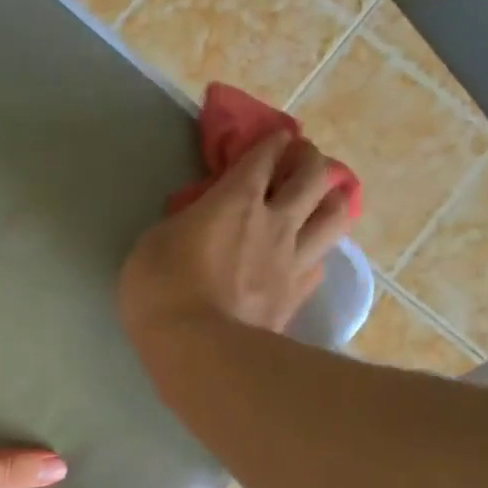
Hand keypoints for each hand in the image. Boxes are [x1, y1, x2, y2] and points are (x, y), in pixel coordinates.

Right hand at [119, 132, 356, 344]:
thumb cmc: (161, 290)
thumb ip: (183, 225)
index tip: (274, 139)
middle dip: (309, 160)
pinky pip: (321, 264)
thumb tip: (196, 224)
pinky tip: (308, 257)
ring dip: (330, 200)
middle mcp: (274, 220)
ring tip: (320, 201)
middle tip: (299, 161)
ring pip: (334, 215)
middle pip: (313, 175)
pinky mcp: (297, 296)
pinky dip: (317, 253)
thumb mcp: (153, 244)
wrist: (197, 349)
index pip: (264, 156)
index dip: (271, 142)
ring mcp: (292, 259)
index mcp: (235, 199)